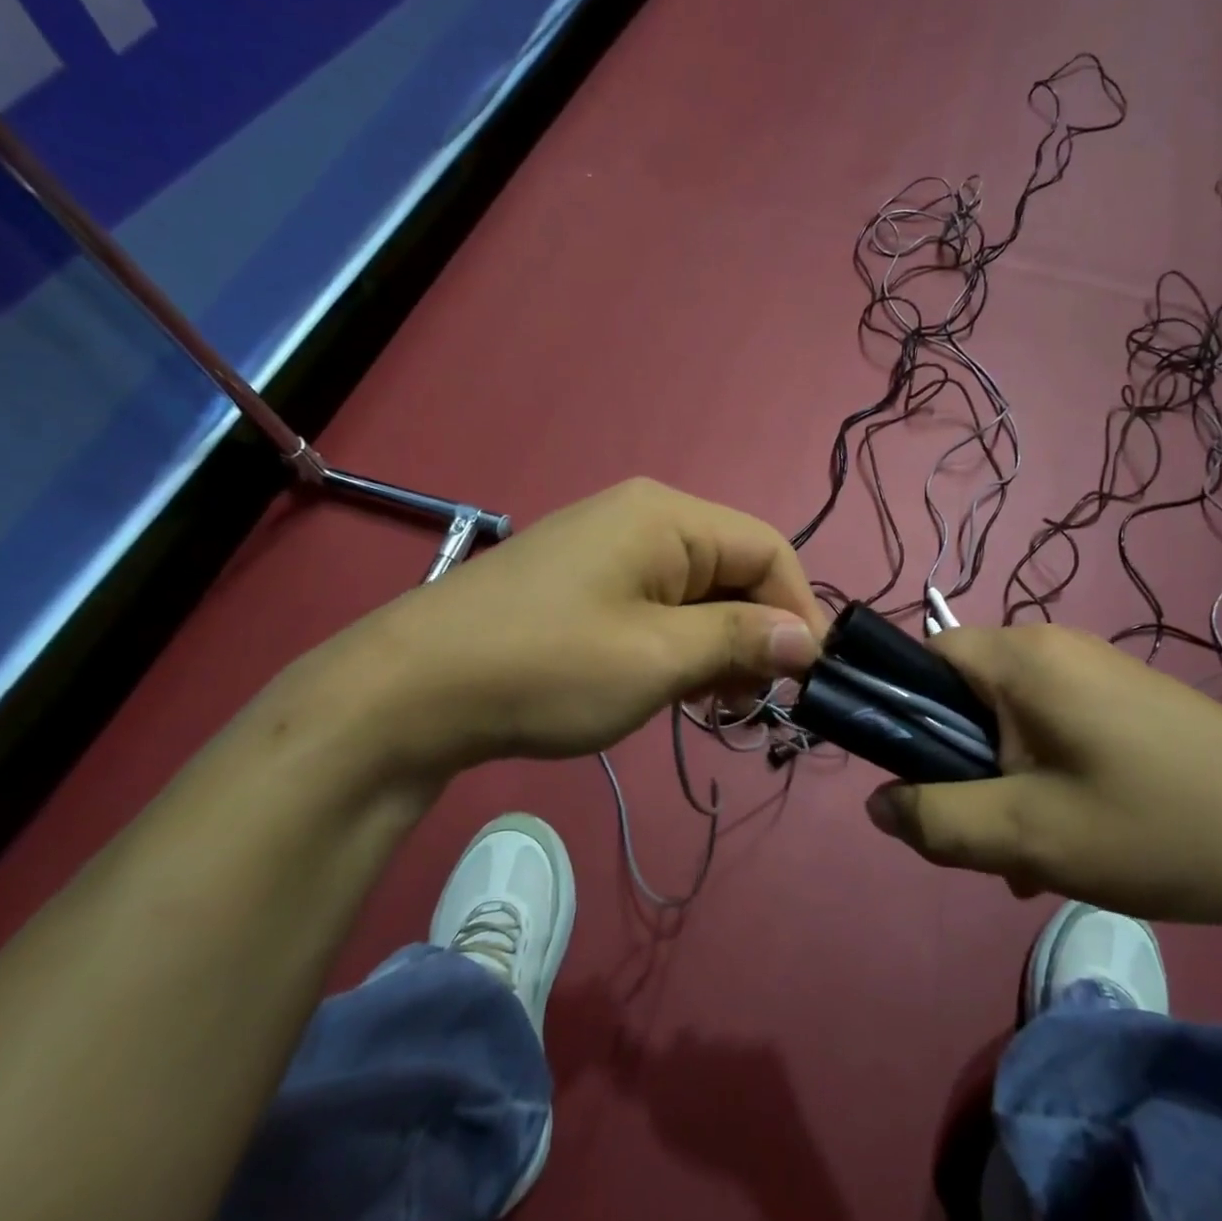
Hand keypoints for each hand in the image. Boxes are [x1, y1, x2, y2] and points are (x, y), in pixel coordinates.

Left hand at [324, 479, 825, 780]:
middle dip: (757, 632)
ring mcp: (609, 550)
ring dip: (721, 644)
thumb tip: (809, 640)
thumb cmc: (547, 667)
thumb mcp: (658, 658)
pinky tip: (676, 689)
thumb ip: (740, 640)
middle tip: (756, 701)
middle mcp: (643, 518)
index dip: (799, 611)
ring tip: (715, 703)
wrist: (411, 692)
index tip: (810, 678)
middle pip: (734, 568)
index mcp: (667, 517)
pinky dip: (681, 645)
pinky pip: (659, 605)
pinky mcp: (585, 584)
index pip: (768, 550)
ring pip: (698, 592)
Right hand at [863, 623, 1221, 933]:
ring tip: (1030, 855)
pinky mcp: (1125, 700)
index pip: (923, 656)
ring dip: (1001, 781)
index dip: (902, 712)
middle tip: (981, 832)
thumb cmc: (1156, 828)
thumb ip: (937, 819)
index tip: (916, 779)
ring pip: (1009, 720)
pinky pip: (1052, 728)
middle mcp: (1054, 649)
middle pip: (965, 693)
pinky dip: (1042, 776)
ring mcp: (1095, 671)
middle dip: (957, 764)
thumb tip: (877, 803)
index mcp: (1022, 658)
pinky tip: (1072, 839)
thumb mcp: (1029, 836)